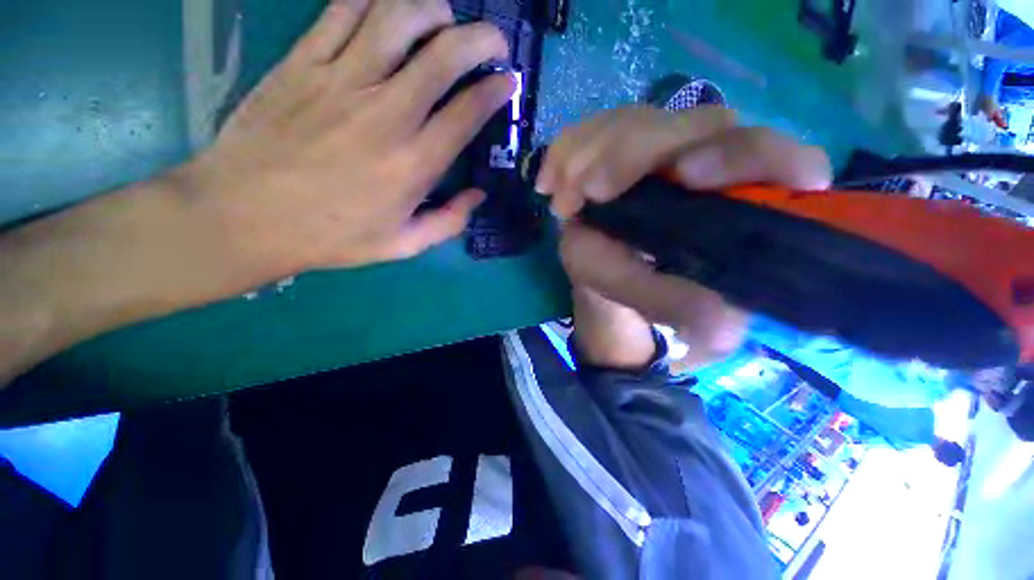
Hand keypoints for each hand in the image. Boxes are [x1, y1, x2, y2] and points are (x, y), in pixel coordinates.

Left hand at [183, 0, 515, 271]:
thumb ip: (449, 222)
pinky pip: (343, 10)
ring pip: (397, 16)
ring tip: (444, 18)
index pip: (468, 111)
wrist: (244, 217)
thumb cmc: (331, 236)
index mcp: (414, 164)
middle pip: (444, 53)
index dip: (495, 89)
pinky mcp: (302, 62)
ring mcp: (340, 80)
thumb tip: (478, 196)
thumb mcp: (402, 245)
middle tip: (493, 41)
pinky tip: (388, 9)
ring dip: (432, 9)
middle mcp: (386, 114)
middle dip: (480, 38)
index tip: (508, 81)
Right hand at [537, 107, 830, 366]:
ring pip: (634, 123)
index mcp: (737, 200)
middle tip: (590, 190)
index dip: (741, 154)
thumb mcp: (664, 308)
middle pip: (689, 124)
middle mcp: (704, 162)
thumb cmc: (647, 294)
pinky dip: (565, 153)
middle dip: (634, 150)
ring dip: (590, 154)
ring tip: (560, 198)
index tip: (686, 176)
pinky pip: (592, 132)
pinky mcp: (618, 151)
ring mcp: (657, 151)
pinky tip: (548, 183)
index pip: (766, 155)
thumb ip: (684, 307)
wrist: (612, 283)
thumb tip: (718, 322)